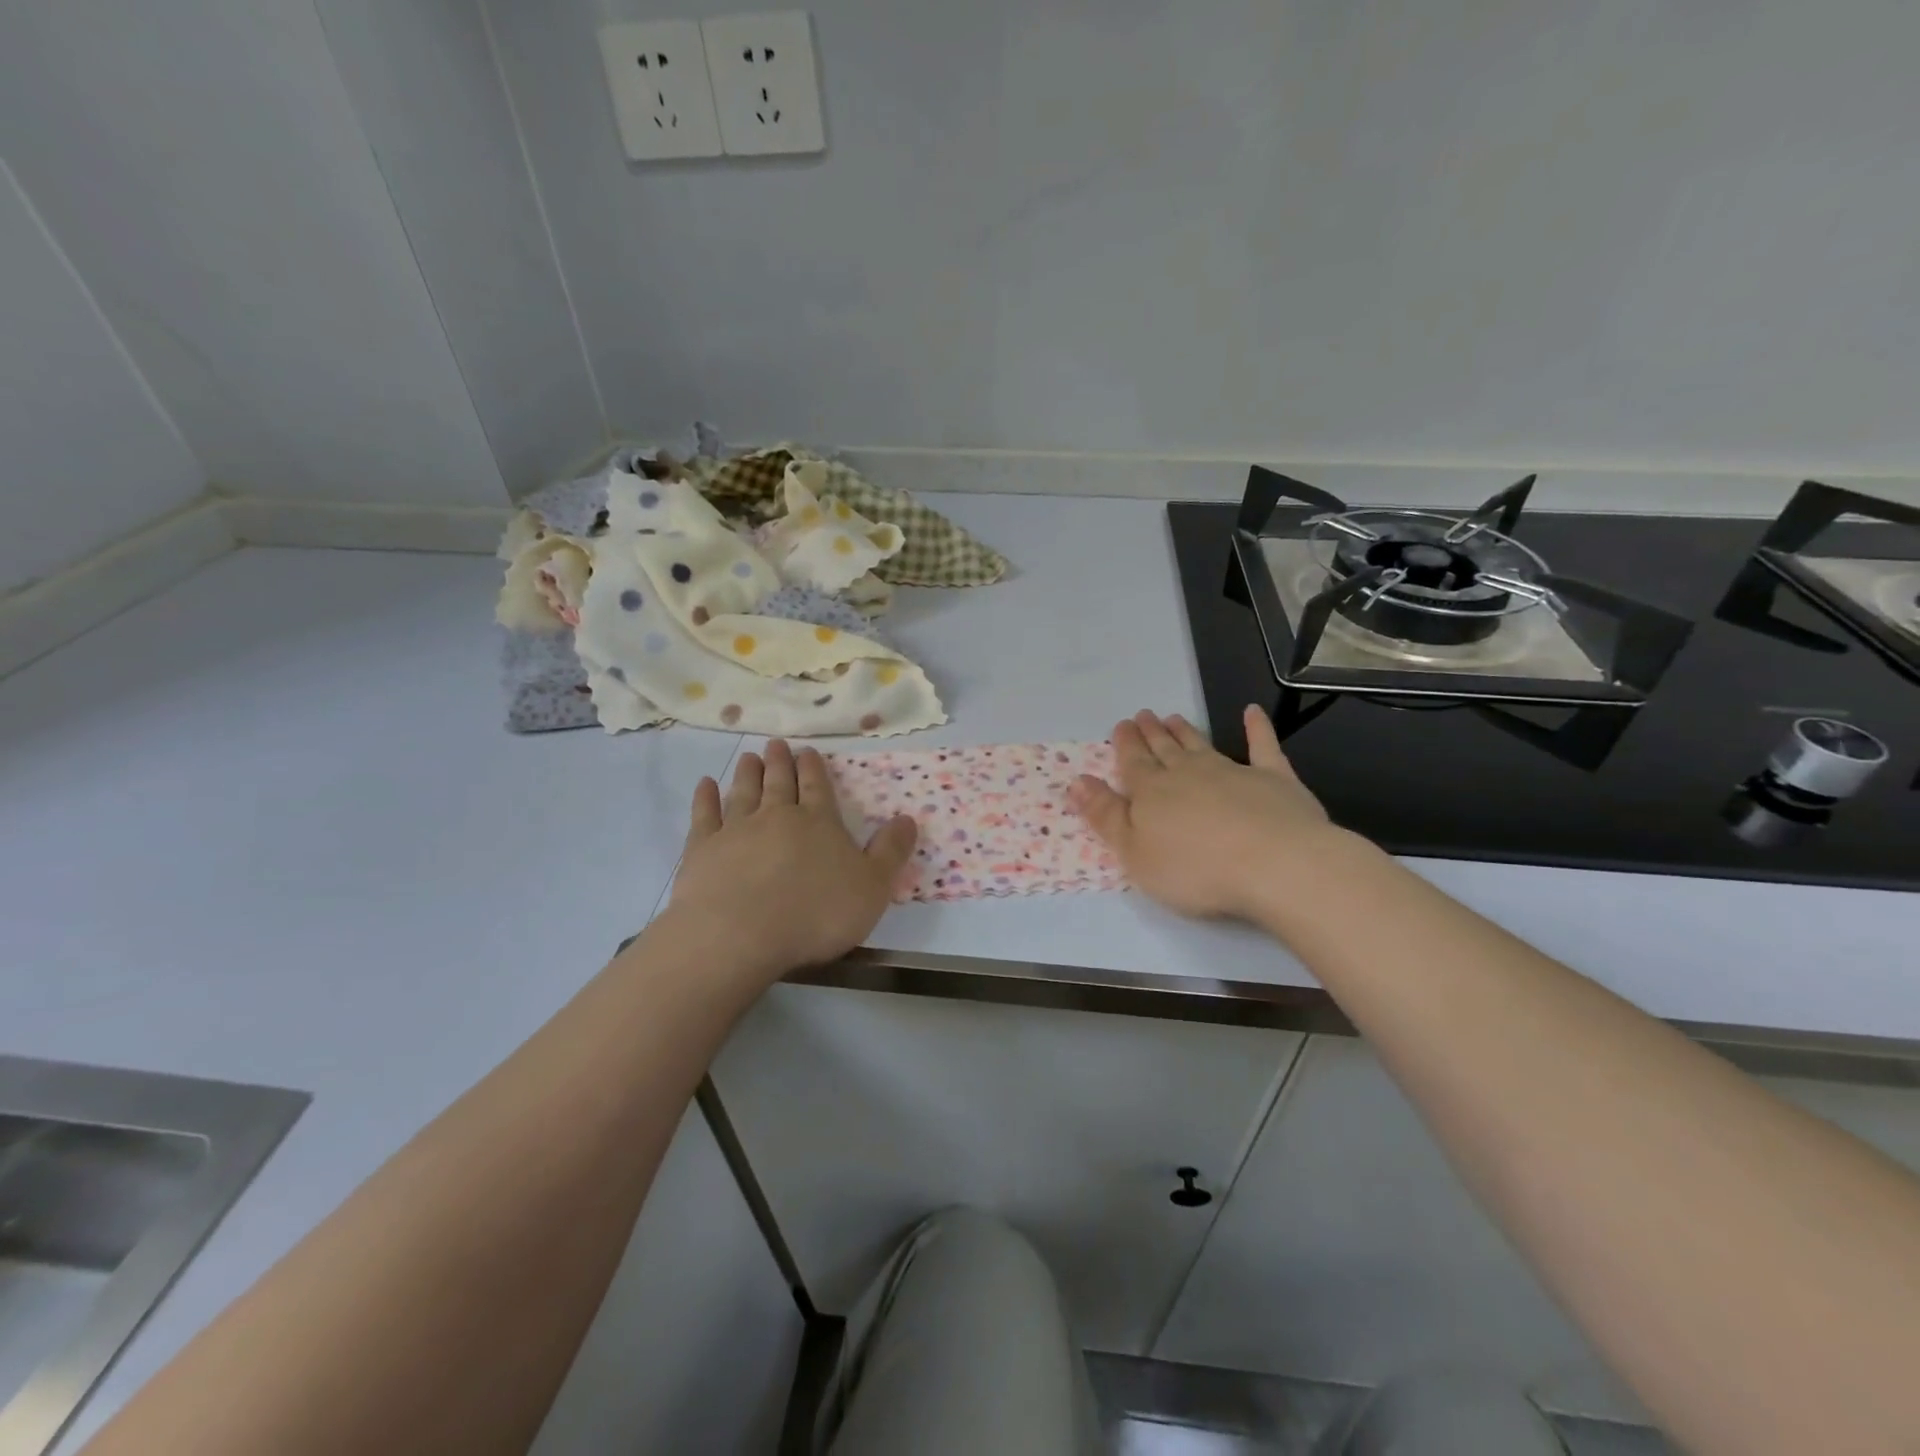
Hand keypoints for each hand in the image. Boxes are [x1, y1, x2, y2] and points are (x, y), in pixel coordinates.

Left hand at [667, 740, 916, 978]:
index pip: (818, 787)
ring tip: (749, 758)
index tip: (807, 752)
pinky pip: (704, 815)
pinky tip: (705, 784)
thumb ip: (890, 852)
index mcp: (819, 823)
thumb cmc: (815, 913)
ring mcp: (736, 830)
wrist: (740, 934)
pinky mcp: (702, 849)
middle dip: (780, 762)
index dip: (814, 769)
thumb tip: (908, 819)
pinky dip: (705, 797)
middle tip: (776, 744)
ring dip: (748, 773)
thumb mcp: (872, 887)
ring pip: (744, 792)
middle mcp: (777, 816)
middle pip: (779, 783)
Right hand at [1068, 706, 1341, 921]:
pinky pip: (1262, 747)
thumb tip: (1077, 781)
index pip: (1132, 762)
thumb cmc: (1195, 869)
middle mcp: (1187, 773)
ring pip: (1200, 745)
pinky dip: (1256, 729)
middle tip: (1143, 716)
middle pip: (1164, 749)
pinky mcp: (1273, 779)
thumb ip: (1105, 816)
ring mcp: (1232, 772)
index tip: (1121, 726)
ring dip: (1185, 731)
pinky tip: (1251, 712)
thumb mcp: (1134, 853)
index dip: (1125, 744)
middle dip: (1150, 734)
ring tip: (1173, 717)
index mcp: (1151, 792)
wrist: (1275, 864)